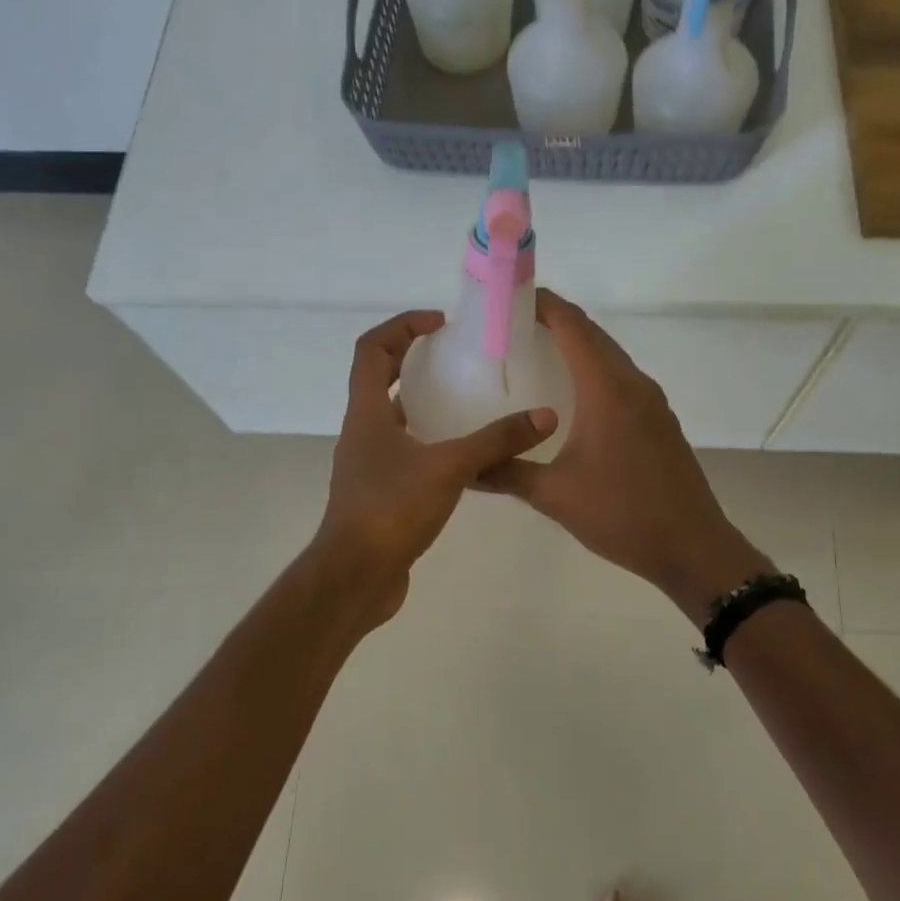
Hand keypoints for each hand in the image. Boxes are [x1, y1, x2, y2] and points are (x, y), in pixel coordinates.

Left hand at [313, 310, 557, 627]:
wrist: (355, 576)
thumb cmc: (392, 510)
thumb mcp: (450, 468)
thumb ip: (497, 441)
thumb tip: (544, 416)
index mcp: (367, 412)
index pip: (371, 349)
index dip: (401, 327)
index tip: (439, 324)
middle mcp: (361, 431)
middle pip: (379, 378)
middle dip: (413, 359)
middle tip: (456, 356)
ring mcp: (367, 463)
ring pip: (392, 417)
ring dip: (421, 401)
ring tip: (465, 399)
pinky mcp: (379, 491)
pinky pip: (403, 450)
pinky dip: (428, 439)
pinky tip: (462, 453)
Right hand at [476, 290, 770, 622]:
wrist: (692, 547)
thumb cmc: (622, 515)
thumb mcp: (554, 496)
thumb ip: (506, 473)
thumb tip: (464, 467)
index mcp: (608, 390)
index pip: (573, 326)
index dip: (542, 304)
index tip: (508, 298)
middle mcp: (633, 384)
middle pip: (593, 335)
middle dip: (555, 320)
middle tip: (511, 327)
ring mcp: (653, 402)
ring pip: (610, 356)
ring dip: (577, 346)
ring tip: (536, 355)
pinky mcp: (660, 420)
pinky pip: (622, 379)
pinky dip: (594, 370)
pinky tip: (572, 396)